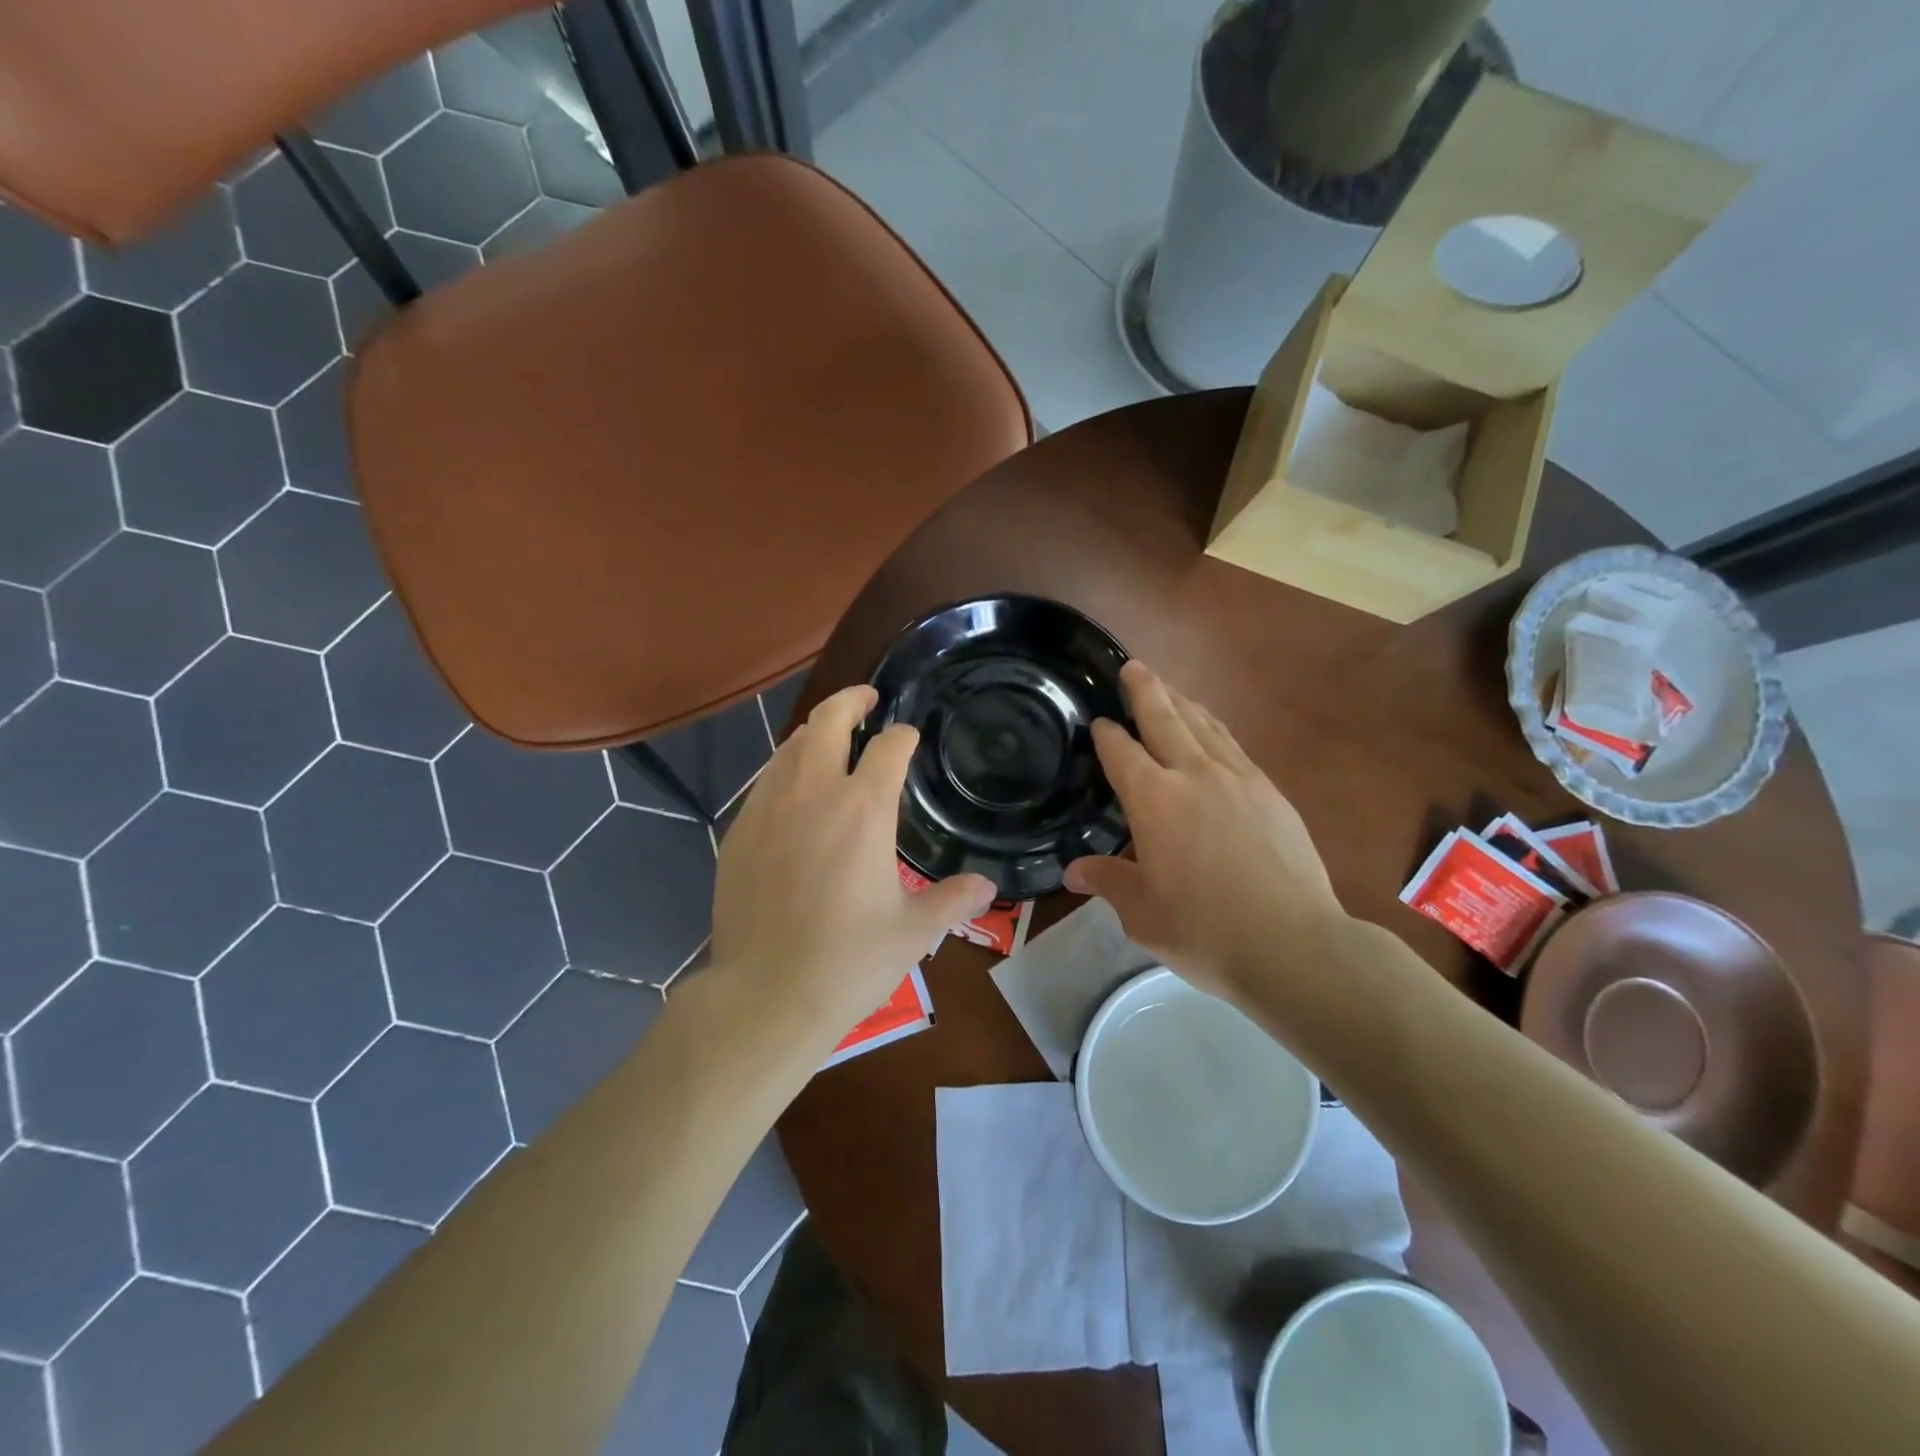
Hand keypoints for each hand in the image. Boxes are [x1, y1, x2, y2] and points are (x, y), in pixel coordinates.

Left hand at [710, 685, 995, 1043]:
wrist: (766, 995)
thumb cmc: (849, 960)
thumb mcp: (914, 932)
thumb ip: (953, 900)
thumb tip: (987, 887)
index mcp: (863, 810)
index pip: (888, 748)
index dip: (903, 736)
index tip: (910, 737)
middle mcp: (813, 794)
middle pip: (827, 721)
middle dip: (850, 700)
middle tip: (867, 698)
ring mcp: (768, 810)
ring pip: (789, 747)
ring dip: (814, 733)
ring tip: (829, 738)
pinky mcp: (738, 833)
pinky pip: (764, 782)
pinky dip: (785, 770)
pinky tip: (793, 791)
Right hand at [1063, 662, 1351, 1004]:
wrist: (1294, 945)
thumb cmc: (1205, 931)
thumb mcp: (1143, 914)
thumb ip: (1109, 882)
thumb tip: (1074, 871)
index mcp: (1154, 800)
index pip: (1121, 752)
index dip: (1106, 734)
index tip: (1098, 722)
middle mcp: (1194, 775)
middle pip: (1165, 718)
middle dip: (1146, 690)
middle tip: (1133, 666)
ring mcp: (1239, 779)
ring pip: (1204, 725)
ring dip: (1183, 702)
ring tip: (1170, 689)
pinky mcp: (1271, 792)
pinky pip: (1234, 746)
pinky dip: (1215, 729)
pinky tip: (1214, 732)